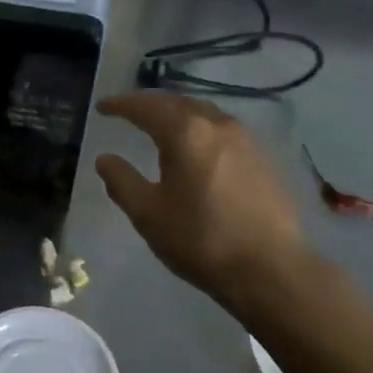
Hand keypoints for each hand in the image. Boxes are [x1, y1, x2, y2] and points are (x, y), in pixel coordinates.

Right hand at [94, 92, 308, 306]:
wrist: (270, 269)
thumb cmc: (201, 239)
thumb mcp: (149, 214)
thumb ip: (123, 182)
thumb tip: (105, 159)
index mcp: (186, 133)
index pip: (147, 107)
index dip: (122, 104)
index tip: (102, 106)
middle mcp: (218, 125)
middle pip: (179, 103)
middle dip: (152, 104)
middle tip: (130, 111)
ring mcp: (246, 140)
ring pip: (205, 114)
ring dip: (179, 114)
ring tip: (163, 125)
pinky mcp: (264, 159)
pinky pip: (224, 131)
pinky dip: (202, 130)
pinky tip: (198, 148)